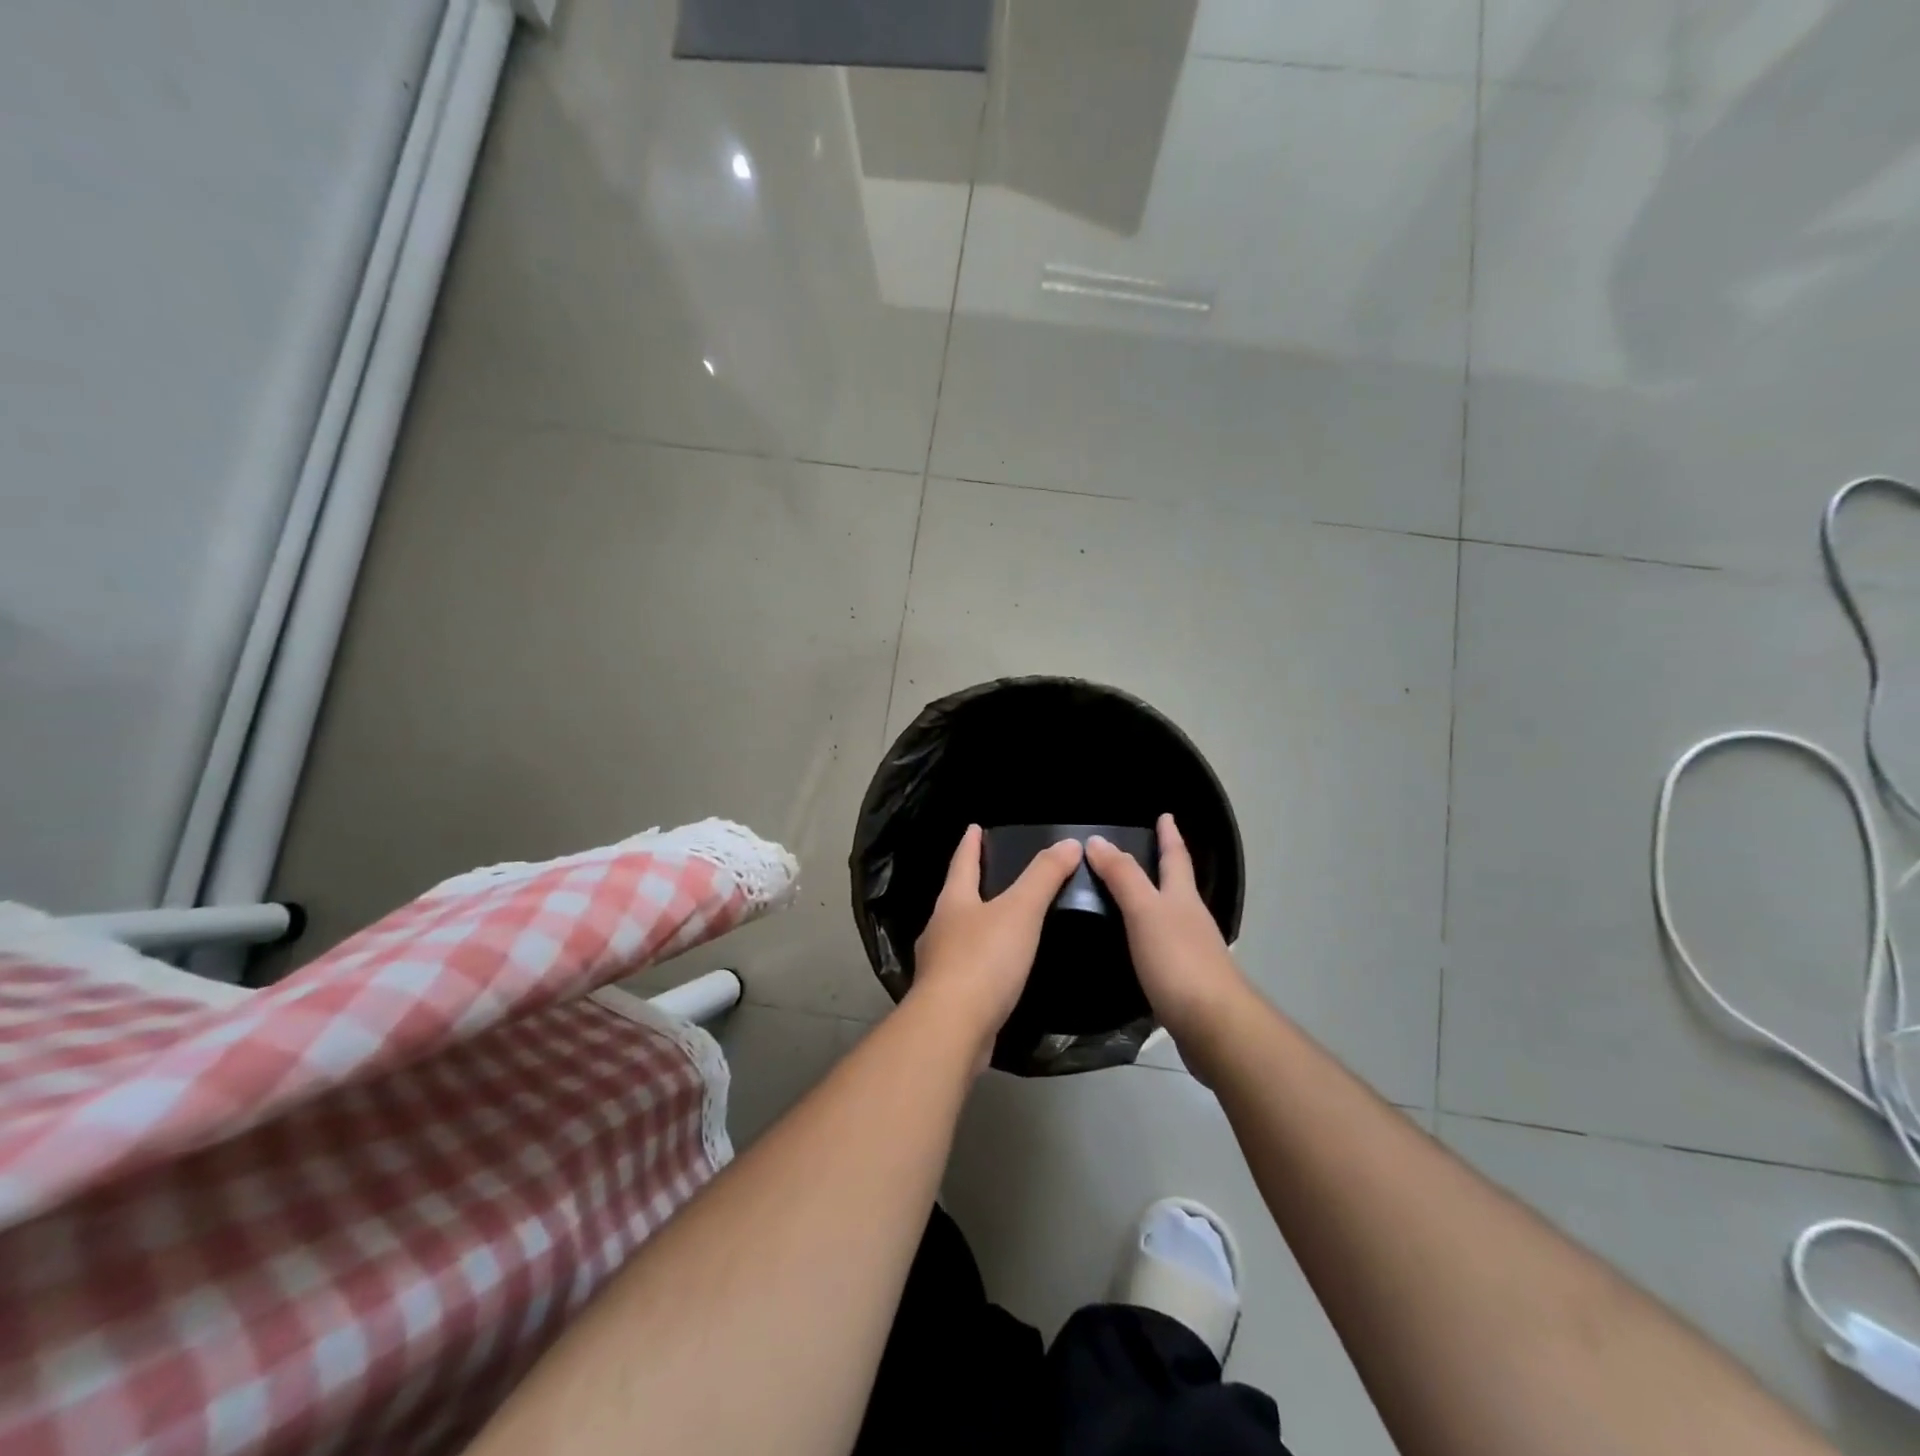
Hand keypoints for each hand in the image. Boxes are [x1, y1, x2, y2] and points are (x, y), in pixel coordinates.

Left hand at [909, 825, 1082, 1059]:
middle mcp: (939, 929)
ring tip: (999, 924)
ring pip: (958, 936)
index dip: (970, 845)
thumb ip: (1044, 877)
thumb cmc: (984, 960)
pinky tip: (996, 973)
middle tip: (992, 876)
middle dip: (971, 886)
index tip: (973, 828)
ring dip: (975, 927)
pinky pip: (966, 970)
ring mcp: (938, 966)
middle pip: (955, 899)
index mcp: (953, 902)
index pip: (962, 863)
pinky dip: (980, 963)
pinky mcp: (946, 998)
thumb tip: (1068, 843)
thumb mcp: (1021, 911)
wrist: (952, 1028)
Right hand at [1086, 814, 1250, 1047]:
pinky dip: (1150, 938)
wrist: (1215, 1027)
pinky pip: (1164, 949)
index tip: (1166, 816)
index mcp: (1183, 899)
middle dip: (1166, 867)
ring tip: (1131, 898)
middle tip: (1145, 852)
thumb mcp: (1145, 912)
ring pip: (1172, 917)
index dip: (1169, 836)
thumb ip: (1122, 877)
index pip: (1176, 858)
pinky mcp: (1186, 983)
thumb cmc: (1178, 961)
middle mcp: (1191, 920)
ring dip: (1155, 903)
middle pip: (1178, 886)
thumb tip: (1098, 840)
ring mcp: (1193, 953)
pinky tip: (1136, 949)